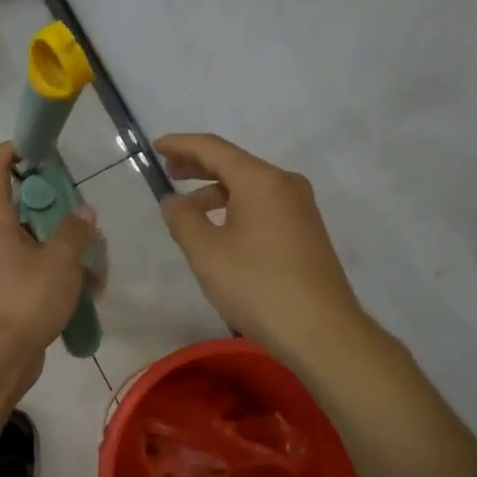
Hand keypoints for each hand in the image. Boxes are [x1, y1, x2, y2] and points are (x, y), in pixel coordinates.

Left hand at [0, 142, 96, 369]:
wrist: (2, 357)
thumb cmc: (27, 300)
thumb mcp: (60, 262)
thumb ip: (75, 232)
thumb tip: (84, 211)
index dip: (7, 157)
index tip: (25, 144)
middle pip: (21, 214)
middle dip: (53, 212)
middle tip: (80, 215)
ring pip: (33, 247)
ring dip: (62, 250)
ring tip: (94, 265)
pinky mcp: (7, 296)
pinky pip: (34, 273)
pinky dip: (57, 275)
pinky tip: (84, 291)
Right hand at [157, 133, 364, 359]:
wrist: (321, 331)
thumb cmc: (258, 286)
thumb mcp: (207, 253)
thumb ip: (183, 219)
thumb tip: (173, 200)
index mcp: (260, 180)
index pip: (213, 148)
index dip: (181, 144)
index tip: (154, 146)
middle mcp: (285, 183)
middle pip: (234, 163)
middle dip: (198, 165)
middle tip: (167, 171)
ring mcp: (300, 207)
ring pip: (249, 187)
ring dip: (216, 192)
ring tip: (187, 211)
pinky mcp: (306, 230)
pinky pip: (263, 205)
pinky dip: (236, 208)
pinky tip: (220, 230)